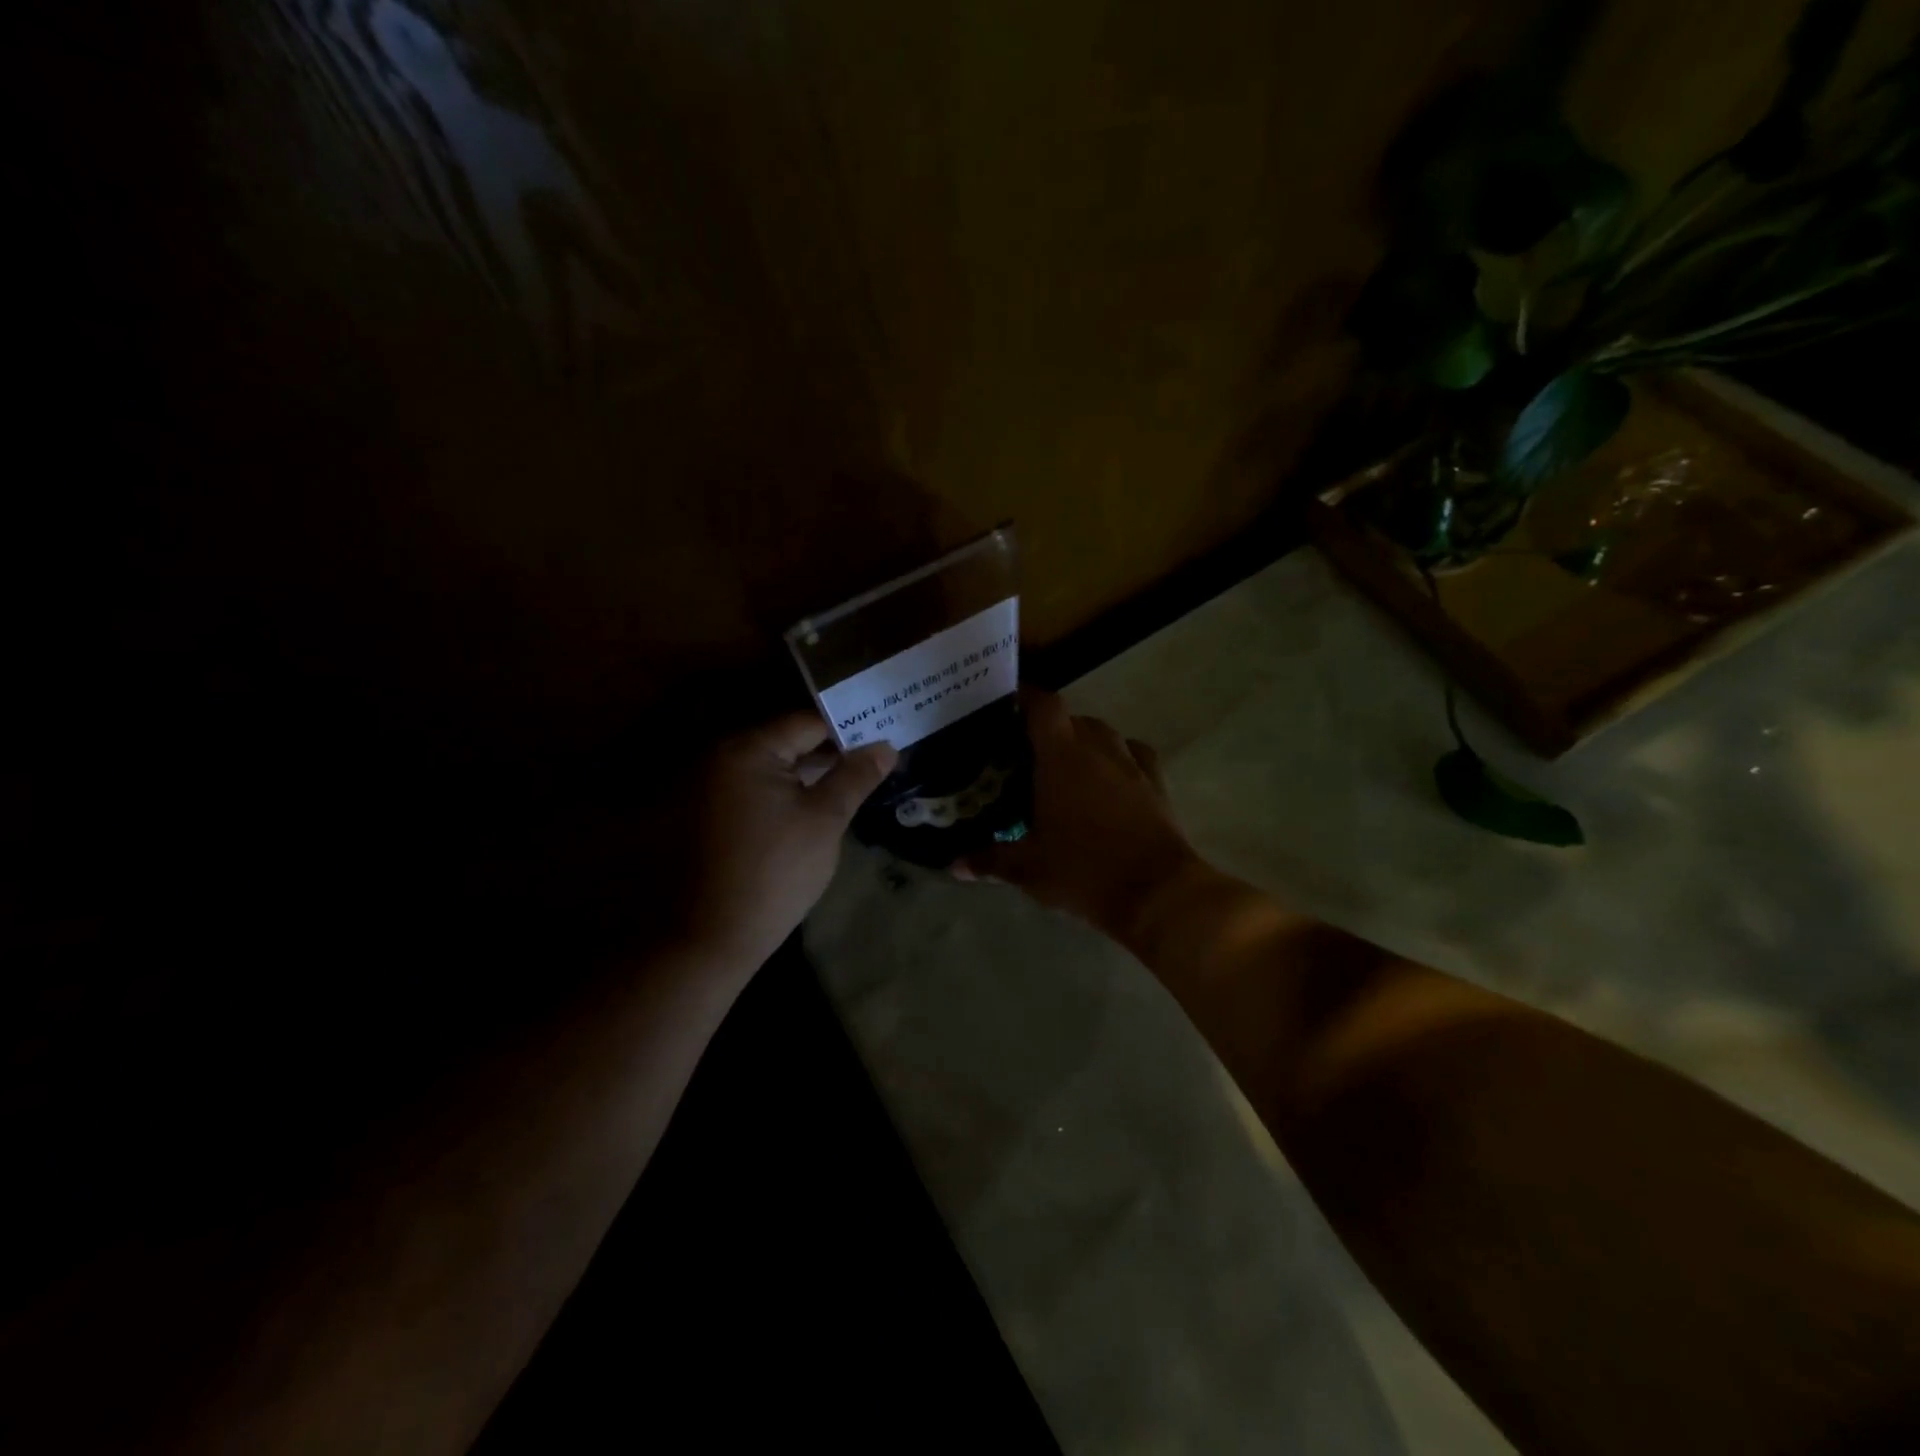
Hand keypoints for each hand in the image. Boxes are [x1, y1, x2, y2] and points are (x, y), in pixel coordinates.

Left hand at [684, 712, 897, 969]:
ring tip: (848, 784)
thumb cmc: (775, 872)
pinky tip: (809, 809)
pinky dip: (781, 794)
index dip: (847, 729)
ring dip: (806, 775)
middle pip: (785, 743)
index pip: (806, 723)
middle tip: (871, 762)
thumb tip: (886, 746)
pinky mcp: (704, 817)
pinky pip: (751, 791)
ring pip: (769, 769)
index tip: (880, 738)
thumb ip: (855, 777)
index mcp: (747, 750)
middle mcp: (719, 758)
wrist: (709, 938)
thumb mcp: (824, 820)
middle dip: (829, 752)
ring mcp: (706, 788)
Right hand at [957, 689, 1199, 937]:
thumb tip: (954, 865)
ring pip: (1103, 733)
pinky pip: (1134, 754)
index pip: (1043, 705)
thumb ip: (989, 861)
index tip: (1007, 707)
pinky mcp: (1157, 782)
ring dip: (1083, 740)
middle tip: (1028, 752)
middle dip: (1049, 728)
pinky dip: (1119, 757)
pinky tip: (1111, 775)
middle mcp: (1098, 748)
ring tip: (1066, 764)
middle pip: (1071, 718)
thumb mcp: (1028, 869)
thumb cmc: (1083, 870)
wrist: (1156, 892)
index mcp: (1062, 756)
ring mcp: (1132, 763)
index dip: (1025, 698)